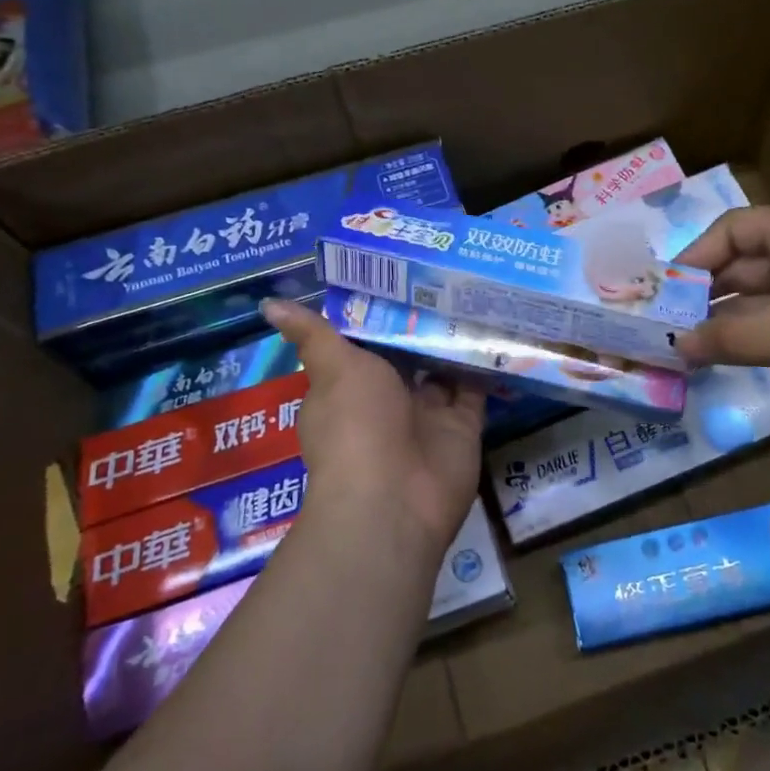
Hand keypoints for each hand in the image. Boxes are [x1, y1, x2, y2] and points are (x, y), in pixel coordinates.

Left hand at [261, 298, 485, 561]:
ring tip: (479, 291)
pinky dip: (487, 365)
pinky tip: (500, 328)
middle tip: (450, 273)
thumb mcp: (334, 369)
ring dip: (457, 339)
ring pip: (445, 369)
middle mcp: (389, 399)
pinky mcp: (463, 428)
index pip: (367, 341)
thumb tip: (269, 304)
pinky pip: (477, 390)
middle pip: (409, 354)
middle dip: (424, 322)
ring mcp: (428, 415)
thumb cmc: (356, 425)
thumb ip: (315, 334)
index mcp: (352, 384)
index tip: (401, 271)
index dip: (381, 310)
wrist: (394, 499)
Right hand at [676, 205, 769, 413]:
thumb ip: (735, 338)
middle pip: (744, 265)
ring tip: (691, 348)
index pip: (733, 230)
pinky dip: (757, 339)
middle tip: (671, 326)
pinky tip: (732, 360)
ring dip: (729, 320)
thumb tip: (677, 346)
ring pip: (762, 299)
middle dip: (707, 292)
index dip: (696, 254)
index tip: (668, 291)